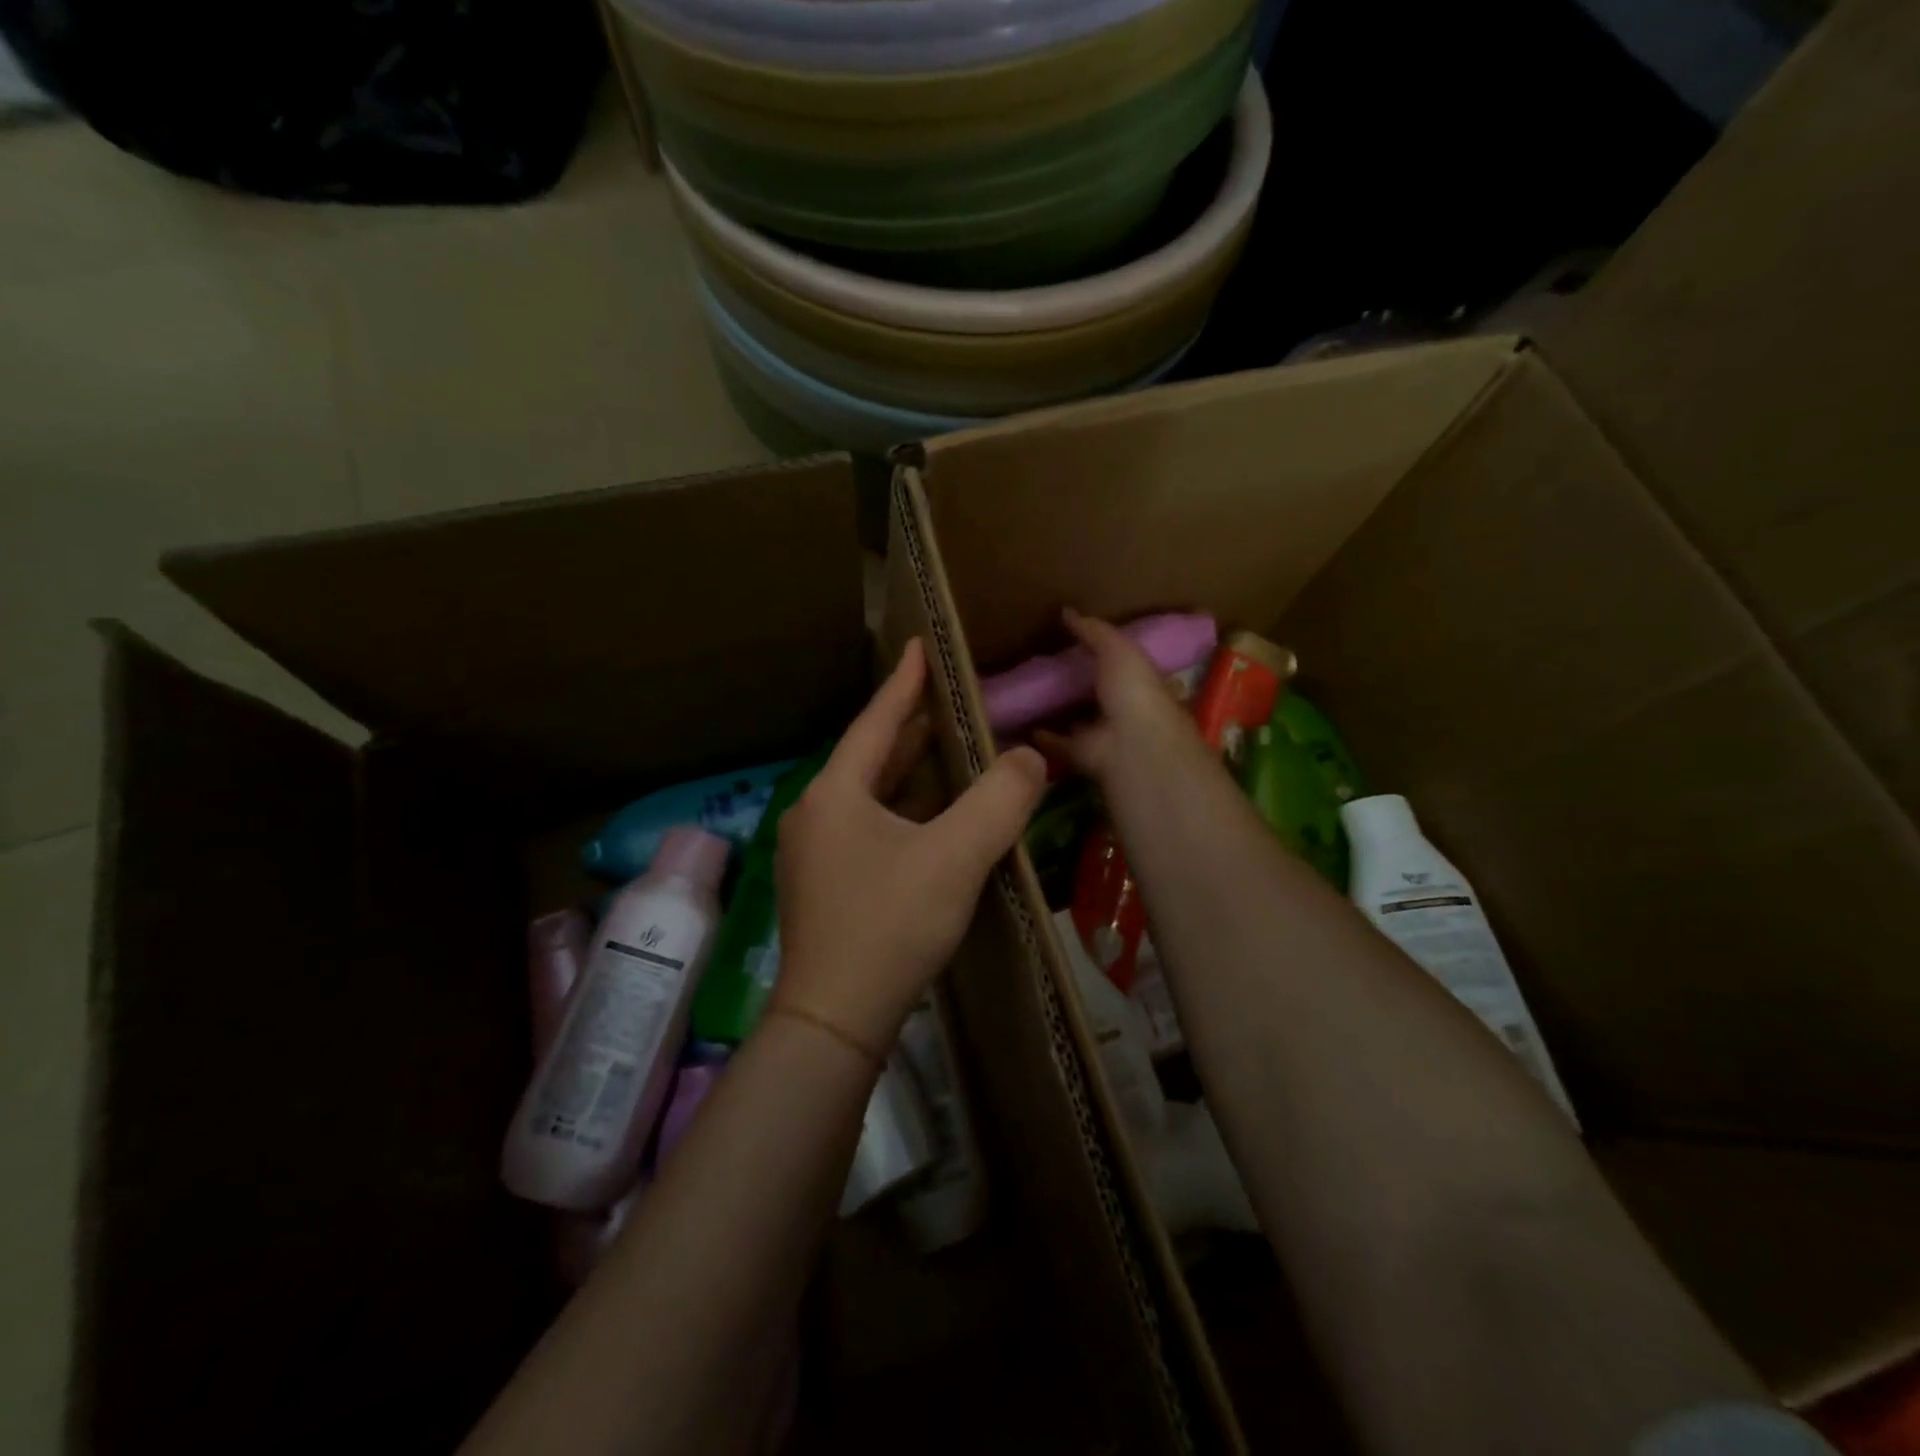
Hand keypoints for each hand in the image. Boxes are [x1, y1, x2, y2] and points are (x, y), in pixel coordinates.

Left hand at [771, 639, 1047, 1058]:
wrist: (834, 1020)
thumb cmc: (889, 926)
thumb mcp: (954, 858)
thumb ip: (998, 801)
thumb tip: (1030, 758)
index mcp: (836, 793)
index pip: (876, 720)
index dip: (904, 682)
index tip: (920, 646)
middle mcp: (816, 813)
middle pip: (871, 757)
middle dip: (911, 727)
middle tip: (949, 698)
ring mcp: (815, 852)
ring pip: (870, 796)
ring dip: (909, 774)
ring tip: (949, 750)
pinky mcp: (824, 885)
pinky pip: (869, 827)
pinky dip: (902, 812)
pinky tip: (931, 819)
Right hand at [1039, 609, 1210, 786]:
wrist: (1132, 744)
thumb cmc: (1134, 691)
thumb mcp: (1118, 649)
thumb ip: (1095, 632)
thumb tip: (1067, 612)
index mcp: (1140, 683)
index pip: (1123, 666)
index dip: (1104, 656)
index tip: (1077, 645)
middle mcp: (1124, 711)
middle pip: (1098, 695)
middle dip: (1078, 685)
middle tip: (1045, 670)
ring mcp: (1103, 735)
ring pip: (1078, 721)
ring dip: (1058, 712)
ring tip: (1029, 696)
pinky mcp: (1082, 755)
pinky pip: (1057, 743)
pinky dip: (1041, 737)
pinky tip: (1021, 724)